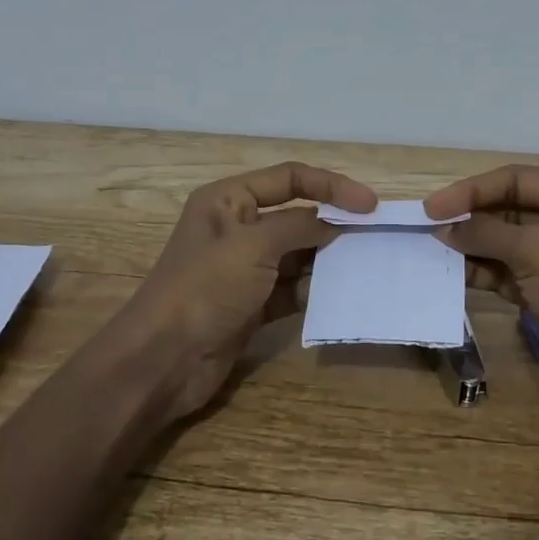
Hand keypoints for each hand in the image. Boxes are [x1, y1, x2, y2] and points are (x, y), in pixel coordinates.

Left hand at [111, 162, 376, 419]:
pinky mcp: (253, 304)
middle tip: (374, 236)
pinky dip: (314, 290)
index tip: (370, 204)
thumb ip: (300, 227)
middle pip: (297, 216)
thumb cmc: (204, 288)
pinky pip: (293, 288)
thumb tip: (337, 222)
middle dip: (333, 225)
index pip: (289, 179)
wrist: (164, 360)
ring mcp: (245, 269)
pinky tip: (340, 295)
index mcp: (228, 200)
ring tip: (365, 265)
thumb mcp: (254, 246)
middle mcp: (237, 228)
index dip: (331, 186)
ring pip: (298, 255)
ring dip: (328, 260)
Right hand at [424, 165, 538, 429]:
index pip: (519, 179)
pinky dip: (482, 272)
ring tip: (433, 250)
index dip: (473, 190)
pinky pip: (508, 272)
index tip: (431, 207)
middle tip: (428, 227)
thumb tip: (443, 227)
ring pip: (507, 242)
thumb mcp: (536, 251)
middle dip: (472, 217)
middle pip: (512, 208)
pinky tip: (452, 273)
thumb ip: (485, 233)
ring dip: (472, 246)